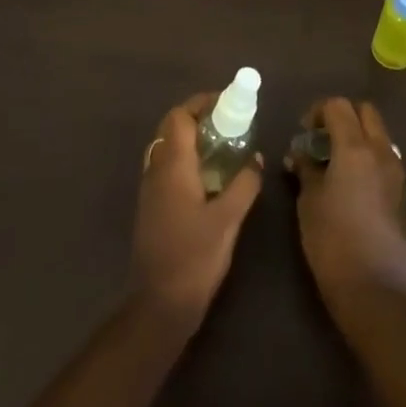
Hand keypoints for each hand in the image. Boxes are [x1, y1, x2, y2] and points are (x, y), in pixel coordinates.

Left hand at [131, 92, 262, 329]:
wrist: (160, 303)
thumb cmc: (195, 257)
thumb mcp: (228, 219)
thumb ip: (244, 184)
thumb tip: (255, 159)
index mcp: (172, 165)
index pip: (179, 116)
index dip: (201, 103)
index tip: (228, 103)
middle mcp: (156, 169)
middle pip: (171, 128)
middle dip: (198, 117)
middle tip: (229, 123)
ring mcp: (150, 189)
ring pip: (168, 147)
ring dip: (192, 138)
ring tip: (224, 145)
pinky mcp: (152, 206)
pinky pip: (167, 167)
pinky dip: (187, 159)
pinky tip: (210, 176)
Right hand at [286, 98, 405, 319]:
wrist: (373, 287)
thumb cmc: (331, 240)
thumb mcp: (308, 200)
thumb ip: (305, 167)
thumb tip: (300, 154)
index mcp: (355, 148)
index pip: (338, 105)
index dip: (317, 111)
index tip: (303, 132)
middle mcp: (382, 151)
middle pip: (365, 111)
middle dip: (341, 116)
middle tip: (320, 139)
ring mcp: (396, 170)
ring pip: (378, 133)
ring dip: (357, 135)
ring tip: (334, 161)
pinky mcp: (402, 190)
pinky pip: (385, 156)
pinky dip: (367, 155)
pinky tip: (350, 182)